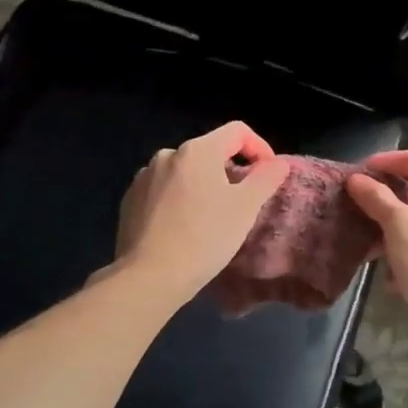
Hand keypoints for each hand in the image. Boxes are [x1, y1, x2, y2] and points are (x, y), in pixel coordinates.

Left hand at [113, 122, 287, 303]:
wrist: (150, 275)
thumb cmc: (205, 238)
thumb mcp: (245, 208)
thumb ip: (266, 179)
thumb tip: (278, 163)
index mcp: (197, 151)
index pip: (237, 132)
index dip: (260, 147)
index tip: (268, 174)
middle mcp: (167, 155)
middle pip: (209, 152)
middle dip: (229, 171)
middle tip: (241, 203)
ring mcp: (144, 177)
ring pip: (184, 173)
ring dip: (202, 186)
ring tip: (210, 218)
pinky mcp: (130, 200)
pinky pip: (163, 191)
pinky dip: (178, 200)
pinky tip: (182, 227)